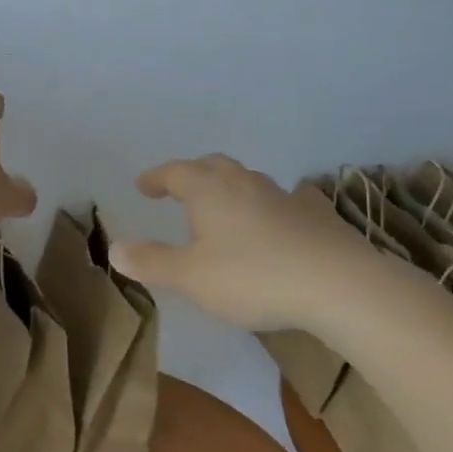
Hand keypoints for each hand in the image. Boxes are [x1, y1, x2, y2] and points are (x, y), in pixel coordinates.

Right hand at [108, 155, 368, 330]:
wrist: (338, 284)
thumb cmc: (252, 276)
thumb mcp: (190, 276)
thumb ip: (151, 262)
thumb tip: (114, 248)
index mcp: (208, 190)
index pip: (175, 173)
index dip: (156, 178)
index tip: (142, 186)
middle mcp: (244, 184)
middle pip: (213, 167)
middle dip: (193, 174)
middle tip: (180, 189)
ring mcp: (283, 196)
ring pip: (248, 181)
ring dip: (230, 189)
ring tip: (223, 208)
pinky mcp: (314, 215)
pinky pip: (284, 201)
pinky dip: (269, 206)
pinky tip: (277, 221)